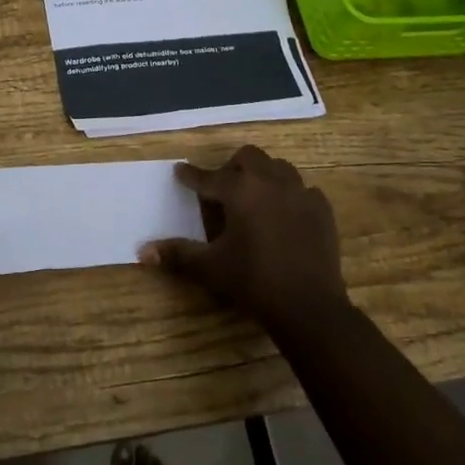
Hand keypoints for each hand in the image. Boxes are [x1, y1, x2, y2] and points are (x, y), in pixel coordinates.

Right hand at [140, 145, 348, 334]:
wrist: (309, 306)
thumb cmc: (254, 281)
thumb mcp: (210, 268)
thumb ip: (177, 254)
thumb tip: (142, 251)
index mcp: (240, 190)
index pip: (208, 177)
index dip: (191, 175)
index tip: (180, 171)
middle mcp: (270, 181)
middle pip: (248, 157)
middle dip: (232, 168)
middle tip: (222, 188)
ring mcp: (300, 193)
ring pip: (278, 168)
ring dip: (263, 176)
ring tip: (254, 197)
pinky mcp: (322, 209)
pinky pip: (303, 190)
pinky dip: (290, 196)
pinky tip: (285, 215)